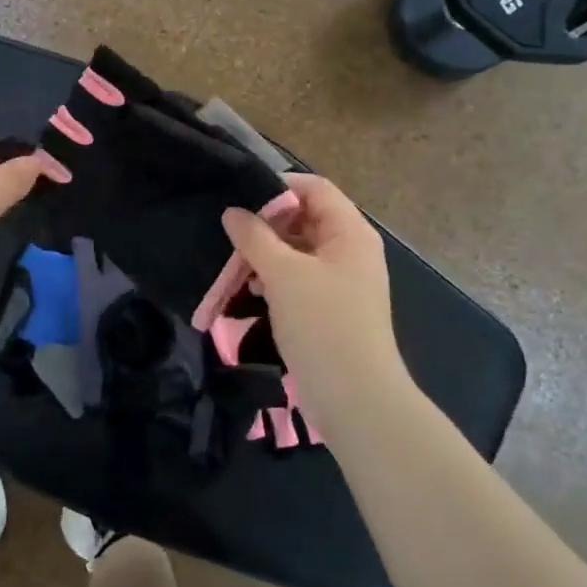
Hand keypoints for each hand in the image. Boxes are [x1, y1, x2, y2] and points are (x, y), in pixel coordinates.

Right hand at [221, 174, 411, 438]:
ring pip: (298, 250)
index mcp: (350, 232)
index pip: (314, 188)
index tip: (238, 197)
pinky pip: (299, 278)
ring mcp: (341, 280)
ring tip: (234, 264)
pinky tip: (250, 288)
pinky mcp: (330, 307)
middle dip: (266, 224)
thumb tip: (232, 212)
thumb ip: (254, 237)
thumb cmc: (323, 325)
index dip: (278, 187)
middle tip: (230, 234)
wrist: (356, 399)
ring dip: (267, 253)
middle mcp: (350, 249)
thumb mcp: (283, 275)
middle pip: (305, 218)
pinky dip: (275, 278)